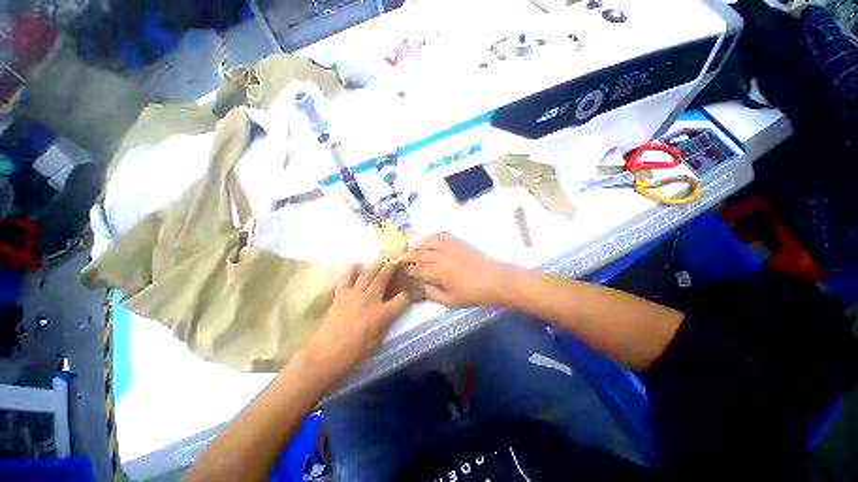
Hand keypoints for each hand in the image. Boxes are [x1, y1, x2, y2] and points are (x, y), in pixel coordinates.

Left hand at [301, 261, 411, 381]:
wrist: (327, 355)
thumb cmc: (356, 352)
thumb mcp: (379, 338)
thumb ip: (388, 320)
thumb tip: (393, 308)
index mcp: (383, 314)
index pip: (403, 298)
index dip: (409, 292)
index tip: (411, 289)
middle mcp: (371, 300)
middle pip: (384, 278)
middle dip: (392, 268)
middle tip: (394, 262)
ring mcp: (354, 295)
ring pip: (367, 273)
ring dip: (375, 264)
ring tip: (380, 261)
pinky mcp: (340, 294)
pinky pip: (346, 277)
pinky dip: (352, 268)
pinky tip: (358, 264)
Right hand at [403, 233, 511, 307]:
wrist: (495, 279)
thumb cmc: (473, 293)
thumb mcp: (450, 300)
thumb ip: (431, 293)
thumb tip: (416, 287)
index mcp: (438, 270)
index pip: (416, 268)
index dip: (407, 269)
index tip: (400, 271)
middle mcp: (441, 254)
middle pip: (419, 253)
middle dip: (408, 256)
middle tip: (401, 259)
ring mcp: (450, 246)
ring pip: (428, 241)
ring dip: (417, 244)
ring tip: (412, 248)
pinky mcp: (458, 241)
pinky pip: (441, 234)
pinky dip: (432, 236)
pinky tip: (428, 239)